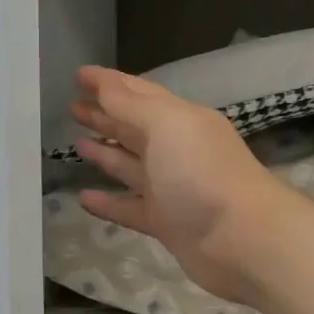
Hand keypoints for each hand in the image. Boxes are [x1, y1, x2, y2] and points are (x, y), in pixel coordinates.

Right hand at [70, 66, 297, 305]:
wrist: (242, 240)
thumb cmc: (202, 172)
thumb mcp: (166, 125)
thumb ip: (130, 105)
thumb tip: (103, 83)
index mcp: (180, 119)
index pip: (138, 93)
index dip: (108, 82)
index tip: (78, 73)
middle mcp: (175, 150)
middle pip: (133, 127)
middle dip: (104, 115)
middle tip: (71, 107)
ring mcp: (170, 188)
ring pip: (130, 166)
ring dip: (104, 153)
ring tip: (75, 143)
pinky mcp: (165, 223)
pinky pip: (128, 208)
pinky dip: (107, 202)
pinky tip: (83, 198)